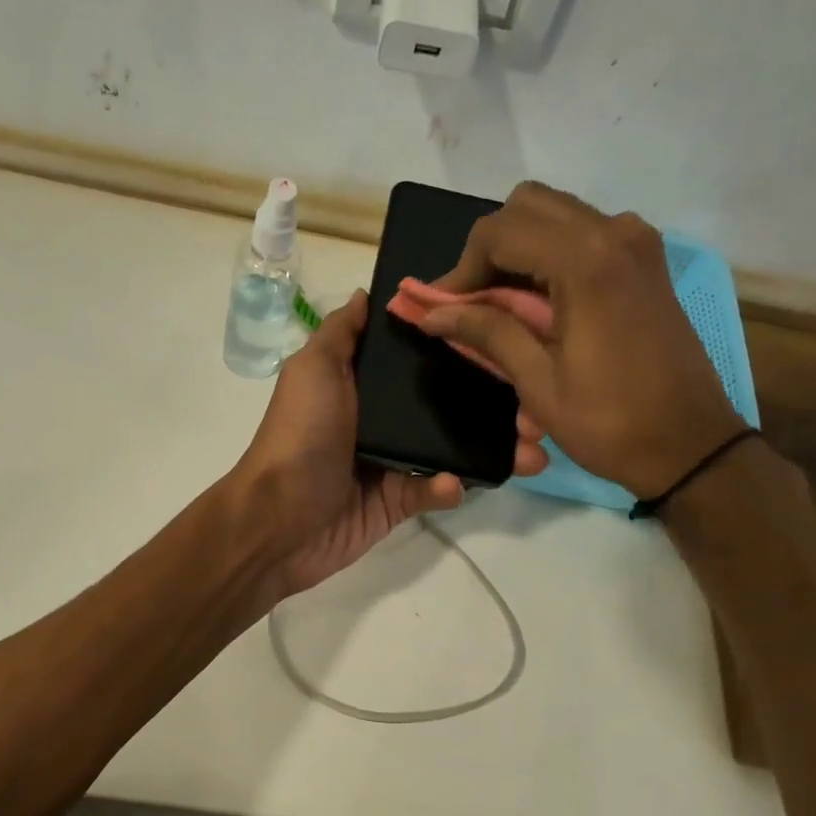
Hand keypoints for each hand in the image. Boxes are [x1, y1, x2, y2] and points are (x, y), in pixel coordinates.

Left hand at [225, 290, 545, 602]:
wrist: (278, 521)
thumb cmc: (298, 437)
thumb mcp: (312, 370)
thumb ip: (341, 333)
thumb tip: (367, 293)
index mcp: (362, 383)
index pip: (419, 358)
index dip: (460, 345)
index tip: (507, 333)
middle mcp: (380, 417)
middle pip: (446, 403)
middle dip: (493, 402)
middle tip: (537, 404)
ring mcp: (390, 462)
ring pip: (451, 449)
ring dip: (492, 448)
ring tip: (534, 449)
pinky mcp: (396, 503)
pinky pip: (433, 491)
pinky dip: (449, 487)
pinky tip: (457, 483)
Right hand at [417, 182, 744, 497]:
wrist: (690, 444)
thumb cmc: (609, 421)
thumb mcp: (538, 381)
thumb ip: (486, 332)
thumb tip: (430, 312)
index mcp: (586, 261)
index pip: (500, 232)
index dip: (461, 268)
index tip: (442, 308)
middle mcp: (614, 233)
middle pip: (527, 206)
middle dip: (489, 249)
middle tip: (471, 300)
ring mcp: (637, 243)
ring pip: (556, 214)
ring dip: (519, 248)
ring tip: (500, 302)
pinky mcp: (646, 261)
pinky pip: (585, 233)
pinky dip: (551, 254)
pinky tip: (540, 300)